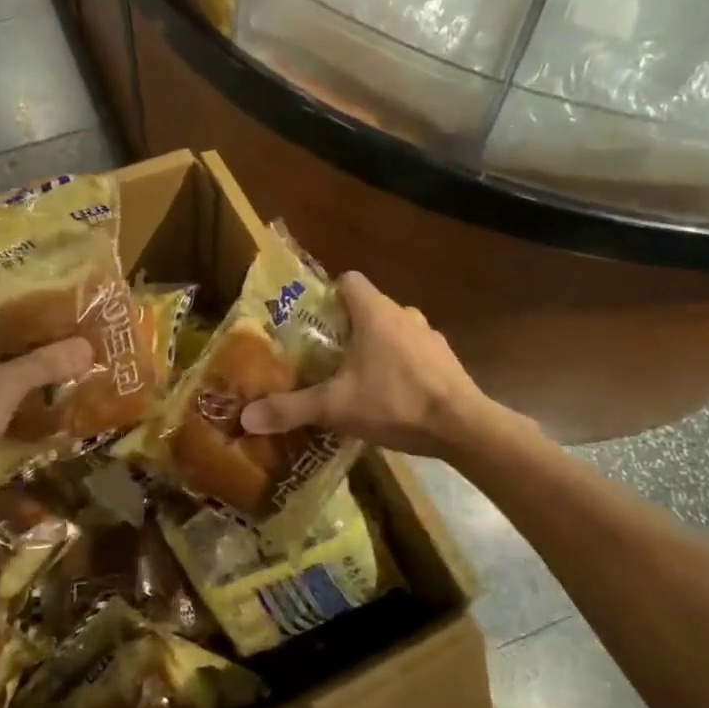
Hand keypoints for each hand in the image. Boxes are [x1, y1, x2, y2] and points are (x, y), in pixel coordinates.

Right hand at [238, 272, 494, 458]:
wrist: (462, 427)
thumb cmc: (394, 402)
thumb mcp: (335, 407)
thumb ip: (291, 409)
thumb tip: (246, 418)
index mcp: (374, 312)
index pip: (348, 280)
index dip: (328, 295)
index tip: (313, 322)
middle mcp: (403, 314)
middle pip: (367, 308)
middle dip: (346, 328)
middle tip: (325, 356)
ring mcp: (429, 336)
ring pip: (392, 330)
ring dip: (375, 347)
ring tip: (356, 379)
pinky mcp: (446, 360)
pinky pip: (414, 353)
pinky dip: (400, 366)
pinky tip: (391, 396)